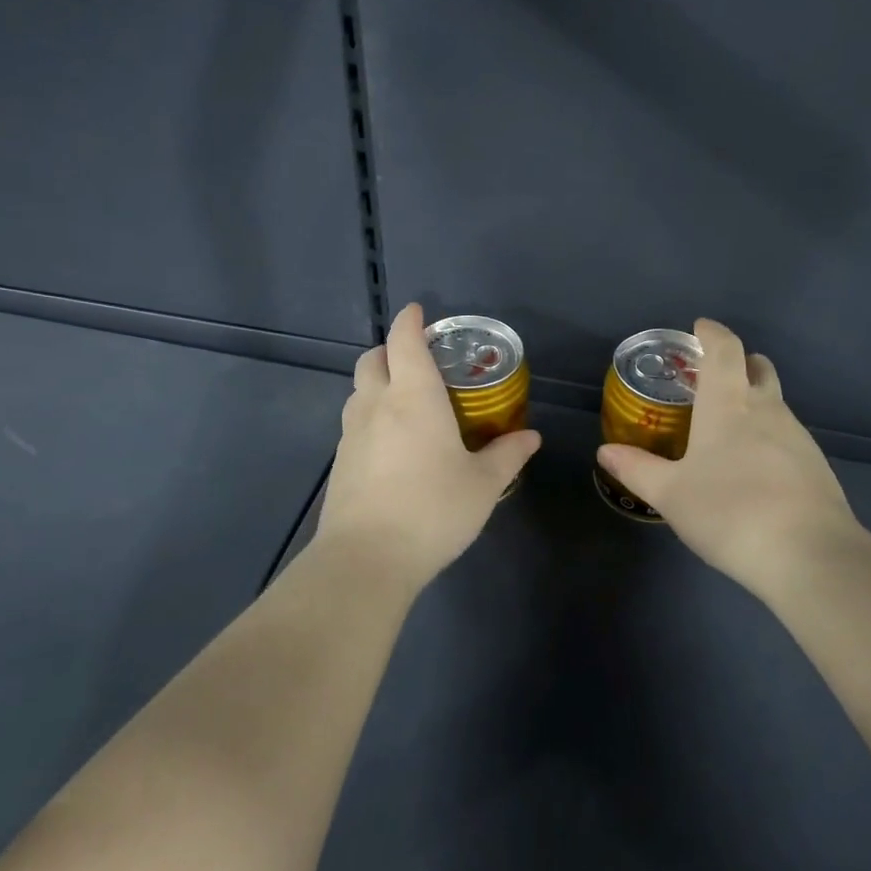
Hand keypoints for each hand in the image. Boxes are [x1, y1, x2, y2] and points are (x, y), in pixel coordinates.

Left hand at [315, 303, 540, 589]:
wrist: (366, 559)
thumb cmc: (433, 510)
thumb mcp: (483, 484)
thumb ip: (507, 455)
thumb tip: (531, 436)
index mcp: (413, 397)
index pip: (404, 342)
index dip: (410, 321)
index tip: (417, 311)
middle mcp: (376, 405)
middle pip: (371, 359)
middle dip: (390, 349)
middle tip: (416, 360)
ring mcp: (350, 434)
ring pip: (357, 391)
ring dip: (376, 383)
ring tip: (404, 401)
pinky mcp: (339, 463)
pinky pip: (353, 423)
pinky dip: (369, 416)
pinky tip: (391, 444)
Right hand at [596, 318, 868, 598]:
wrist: (809, 555)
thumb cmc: (729, 511)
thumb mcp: (671, 495)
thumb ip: (637, 469)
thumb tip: (605, 452)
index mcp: (728, 404)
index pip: (724, 349)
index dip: (712, 333)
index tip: (700, 327)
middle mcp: (767, 409)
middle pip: (758, 368)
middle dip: (738, 362)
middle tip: (713, 377)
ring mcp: (798, 436)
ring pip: (775, 402)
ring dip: (754, 401)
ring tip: (728, 429)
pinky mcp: (816, 465)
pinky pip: (787, 435)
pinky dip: (768, 435)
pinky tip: (754, 469)